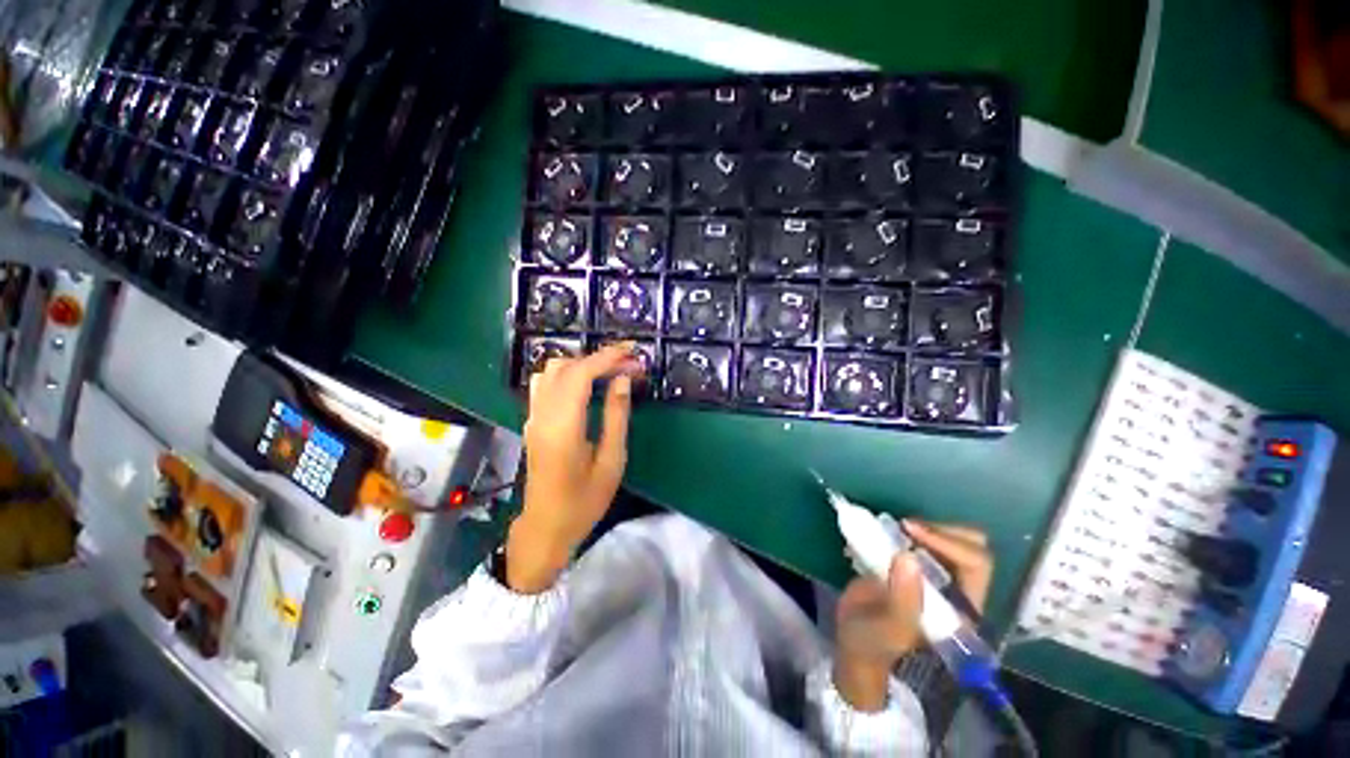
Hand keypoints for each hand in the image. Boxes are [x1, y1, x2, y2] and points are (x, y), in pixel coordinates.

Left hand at [506, 344, 644, 592]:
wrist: (545, 528)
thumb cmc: (584, 501)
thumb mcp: (611, 461)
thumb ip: (616, 416)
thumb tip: (622, 381)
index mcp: (563, 427)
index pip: (580, 375)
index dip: (607, 358)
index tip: (631, 353)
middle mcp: (543, 415)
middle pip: (565, 366)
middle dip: (598, 359)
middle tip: (628, 365)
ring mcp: (533, 417)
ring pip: (551, 371)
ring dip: (581, 364)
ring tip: (609, 373)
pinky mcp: (532, 422)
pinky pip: (545, 384)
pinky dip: (567, 374)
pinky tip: (586, 386)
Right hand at [832, 520, 992, 710]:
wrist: (855, 645)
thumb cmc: (874, 645)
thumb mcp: (888, 631)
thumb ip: (902, 600)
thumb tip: (908, 557)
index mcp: (962, 609)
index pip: (974, 563)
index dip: (947, 541)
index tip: (909, 530)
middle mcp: (956, 588)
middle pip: (971, 545)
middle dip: (939, 529)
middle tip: (904, 527)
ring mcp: (935, 575)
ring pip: (947, 537)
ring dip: (921, 528)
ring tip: (890, 530)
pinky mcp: (913, 565)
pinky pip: (919, 538)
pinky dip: (904, 530)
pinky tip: (881, 532)